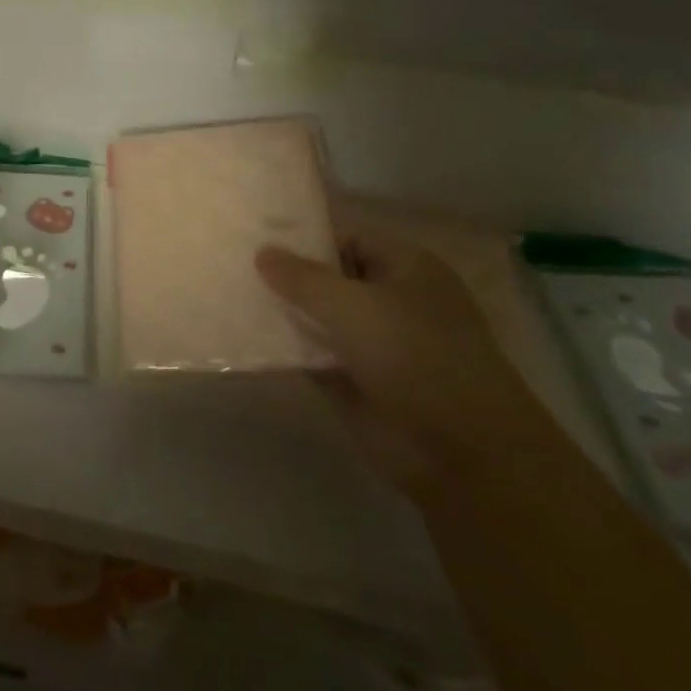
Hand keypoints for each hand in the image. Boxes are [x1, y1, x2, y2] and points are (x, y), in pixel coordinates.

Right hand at [256, 230, 550, 498]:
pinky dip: (286, 351)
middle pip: (330, 279)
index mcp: (406, 269)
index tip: (255, 240)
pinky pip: (313, 357)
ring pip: (319, 319)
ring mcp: (374, 344)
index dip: (304, 239)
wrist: (460, 451)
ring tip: (230, 299)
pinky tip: (246, 340)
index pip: (347, 239)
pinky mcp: (356, 382)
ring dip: (283, 314)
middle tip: (232, 267)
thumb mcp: (352, 306)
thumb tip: (262, 252)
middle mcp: (392, 301)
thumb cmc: (414, 356)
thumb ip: (302, 278)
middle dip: (287, 277)